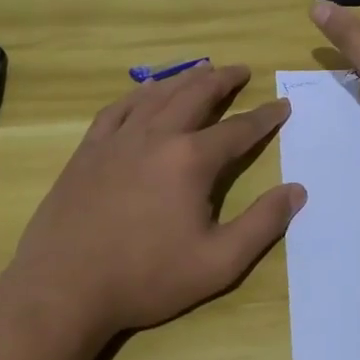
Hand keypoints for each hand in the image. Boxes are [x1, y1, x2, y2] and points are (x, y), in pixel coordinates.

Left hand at [0, 64, 302, 342]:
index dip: (265, 117)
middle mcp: (157, 136)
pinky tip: (145, 93)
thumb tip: (297, 191)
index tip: (283, 105)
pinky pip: (118, 109)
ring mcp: (118, 140)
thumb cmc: (145, 278)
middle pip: (196, 95)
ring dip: (185, 79)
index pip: (239, 129)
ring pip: (158, 95)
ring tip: (203, 70)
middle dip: (224, 79)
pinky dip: (138, 94)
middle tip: (242, 70)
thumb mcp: (218, 263)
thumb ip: (262, 224)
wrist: (62, 289)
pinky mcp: (88, 151)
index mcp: (191, 160)